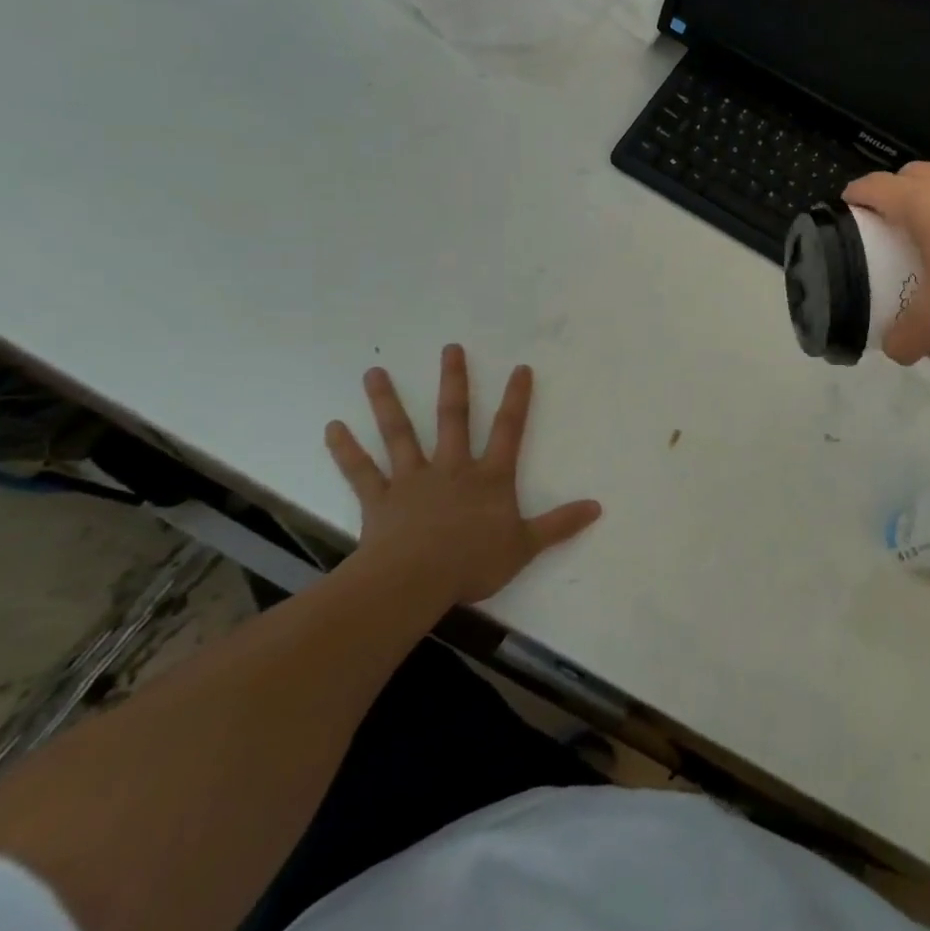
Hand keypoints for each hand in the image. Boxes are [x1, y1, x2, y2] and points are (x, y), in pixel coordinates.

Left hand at [325, 347, 600, 607]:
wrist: (414, 582)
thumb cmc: (473, 562)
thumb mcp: (526, 546)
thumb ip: (560, 525)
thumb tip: (597, 507)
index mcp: (490, 477)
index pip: (509, 429)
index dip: (516, 398)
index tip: (520, 368)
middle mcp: (452, 468)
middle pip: (453, 417)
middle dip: (454, 382)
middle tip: (450, 348)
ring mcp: (412, 480)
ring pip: (400, 434)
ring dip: (387, 403)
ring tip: (374, 372)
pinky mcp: (380, 500)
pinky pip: (361, 472)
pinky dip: (346, 450)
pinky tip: (332, 427)